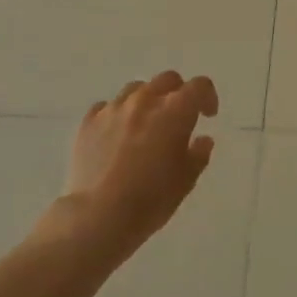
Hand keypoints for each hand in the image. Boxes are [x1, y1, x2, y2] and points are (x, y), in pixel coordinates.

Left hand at [67, 71, 218, 256]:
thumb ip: (199, 154)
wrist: (97, 216)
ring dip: (147, 101)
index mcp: (175, 111)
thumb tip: (202, 139)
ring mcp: (114, 108)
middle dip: (178, 93)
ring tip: (145, 124)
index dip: (208, 97)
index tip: (207, 115)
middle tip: (178, 117)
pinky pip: (107, 107)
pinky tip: (116, 135)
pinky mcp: (89, 121)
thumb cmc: (150, 200)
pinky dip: (117, 115)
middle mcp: (145, 100)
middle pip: (167, 80)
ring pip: (136, 89)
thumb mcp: (186, 181)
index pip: (199, 86)